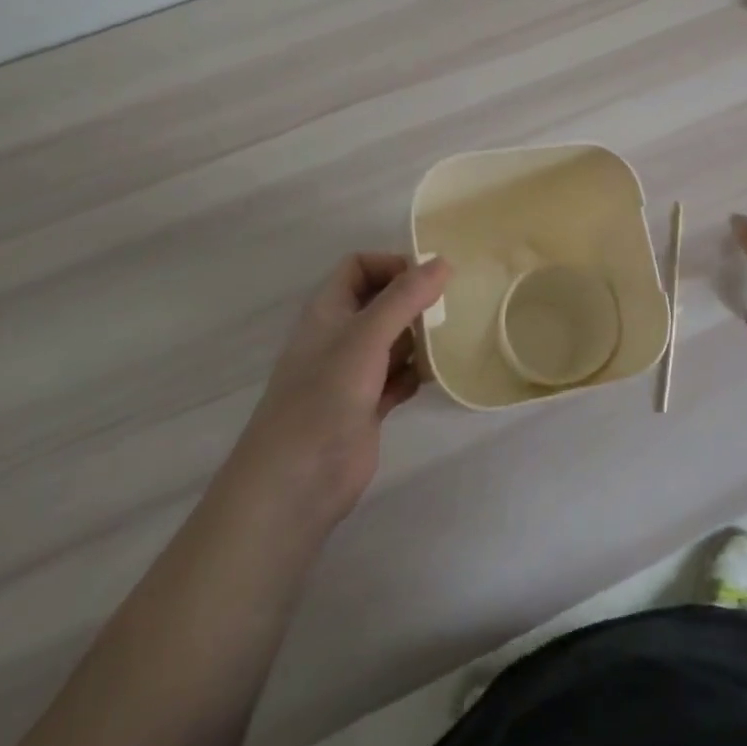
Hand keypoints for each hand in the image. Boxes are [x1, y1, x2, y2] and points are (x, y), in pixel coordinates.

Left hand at [250, 253, 449, 524]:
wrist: (295, 483)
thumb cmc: (324, 397)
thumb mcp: (366, 337)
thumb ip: (404, 298)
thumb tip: (442, 262)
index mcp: (329, 311)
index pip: (359, 267)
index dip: (391, 265)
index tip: (428, 279)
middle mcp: (340, 336)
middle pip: (381, 302)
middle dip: (414, 301)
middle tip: (450, 308)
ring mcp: (353, 373)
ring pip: (393, 340)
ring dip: (420, 338)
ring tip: (448, 341)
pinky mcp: (367, 406)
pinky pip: (399, 377)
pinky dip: (416, 374)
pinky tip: (432, 378)